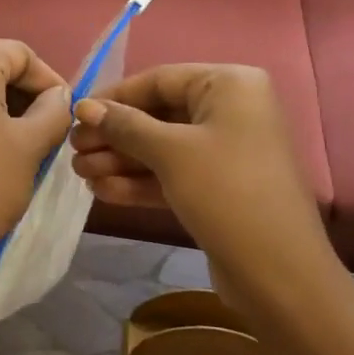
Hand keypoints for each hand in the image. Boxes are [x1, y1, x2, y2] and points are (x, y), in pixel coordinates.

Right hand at [69, 64, 324, 276]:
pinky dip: (140, 180)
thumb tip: (83, 105)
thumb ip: (124, 125)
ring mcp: (227, 150)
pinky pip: (173, 173)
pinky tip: (102, 191)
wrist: (280, 275)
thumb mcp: (170, 152)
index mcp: (230, 85)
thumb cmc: (226, 193)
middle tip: (74, 151)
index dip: (114, 98)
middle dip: (114, 135)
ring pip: (162, 147)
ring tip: (79, 175)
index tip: (75, 115)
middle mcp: (231, 110)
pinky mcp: (220, 186)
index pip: (159, 79)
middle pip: (158, 114)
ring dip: (120, 160)